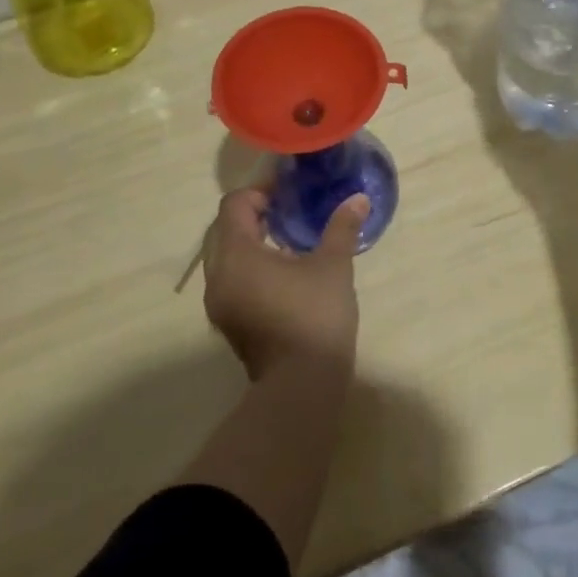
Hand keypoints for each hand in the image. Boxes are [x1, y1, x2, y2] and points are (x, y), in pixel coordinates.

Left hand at [202, 188, 366, 380]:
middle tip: (287, 212)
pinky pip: (231, 280)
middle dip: (252, 215)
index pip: (234, 205)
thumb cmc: (315, 316)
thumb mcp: (333, 266)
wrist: (302, 384)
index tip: (287, 193)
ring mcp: (219, 303)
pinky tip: (282, 274)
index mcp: (237, 254)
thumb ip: (341, 228)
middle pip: (224, 229)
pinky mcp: (228, 323)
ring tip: (286, 241)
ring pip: (225, 257)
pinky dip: (249, 267)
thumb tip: (358, 199)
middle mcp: (218, 276)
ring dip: (249, 242)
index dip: (259, 192)